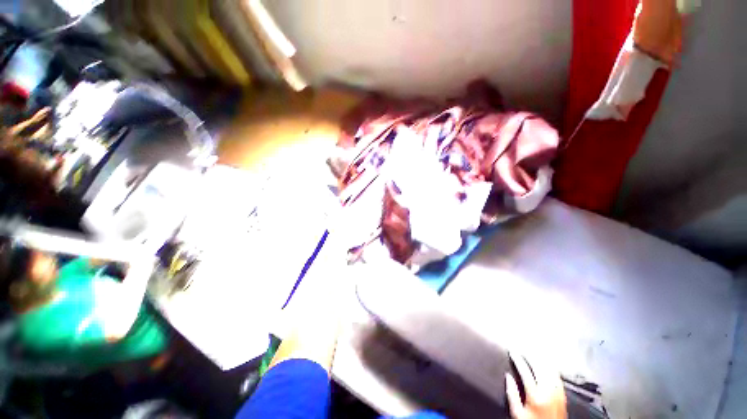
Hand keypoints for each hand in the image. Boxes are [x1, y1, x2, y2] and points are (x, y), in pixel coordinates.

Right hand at [506, 353, 566, 418]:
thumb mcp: (517, 413)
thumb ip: (512, 394)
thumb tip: (508, 377)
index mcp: (535, 395)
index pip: (525, 371)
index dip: (518, 359)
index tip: (512, 352)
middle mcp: (548, 392)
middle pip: (539, 367)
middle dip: (529, 356)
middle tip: (522, 349)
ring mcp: (558, 393)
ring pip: (550, 369)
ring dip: (541, 359)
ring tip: (533, 353)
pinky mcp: (563, 395)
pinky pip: (557, 376)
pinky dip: (550, 367)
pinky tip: (546, 364)